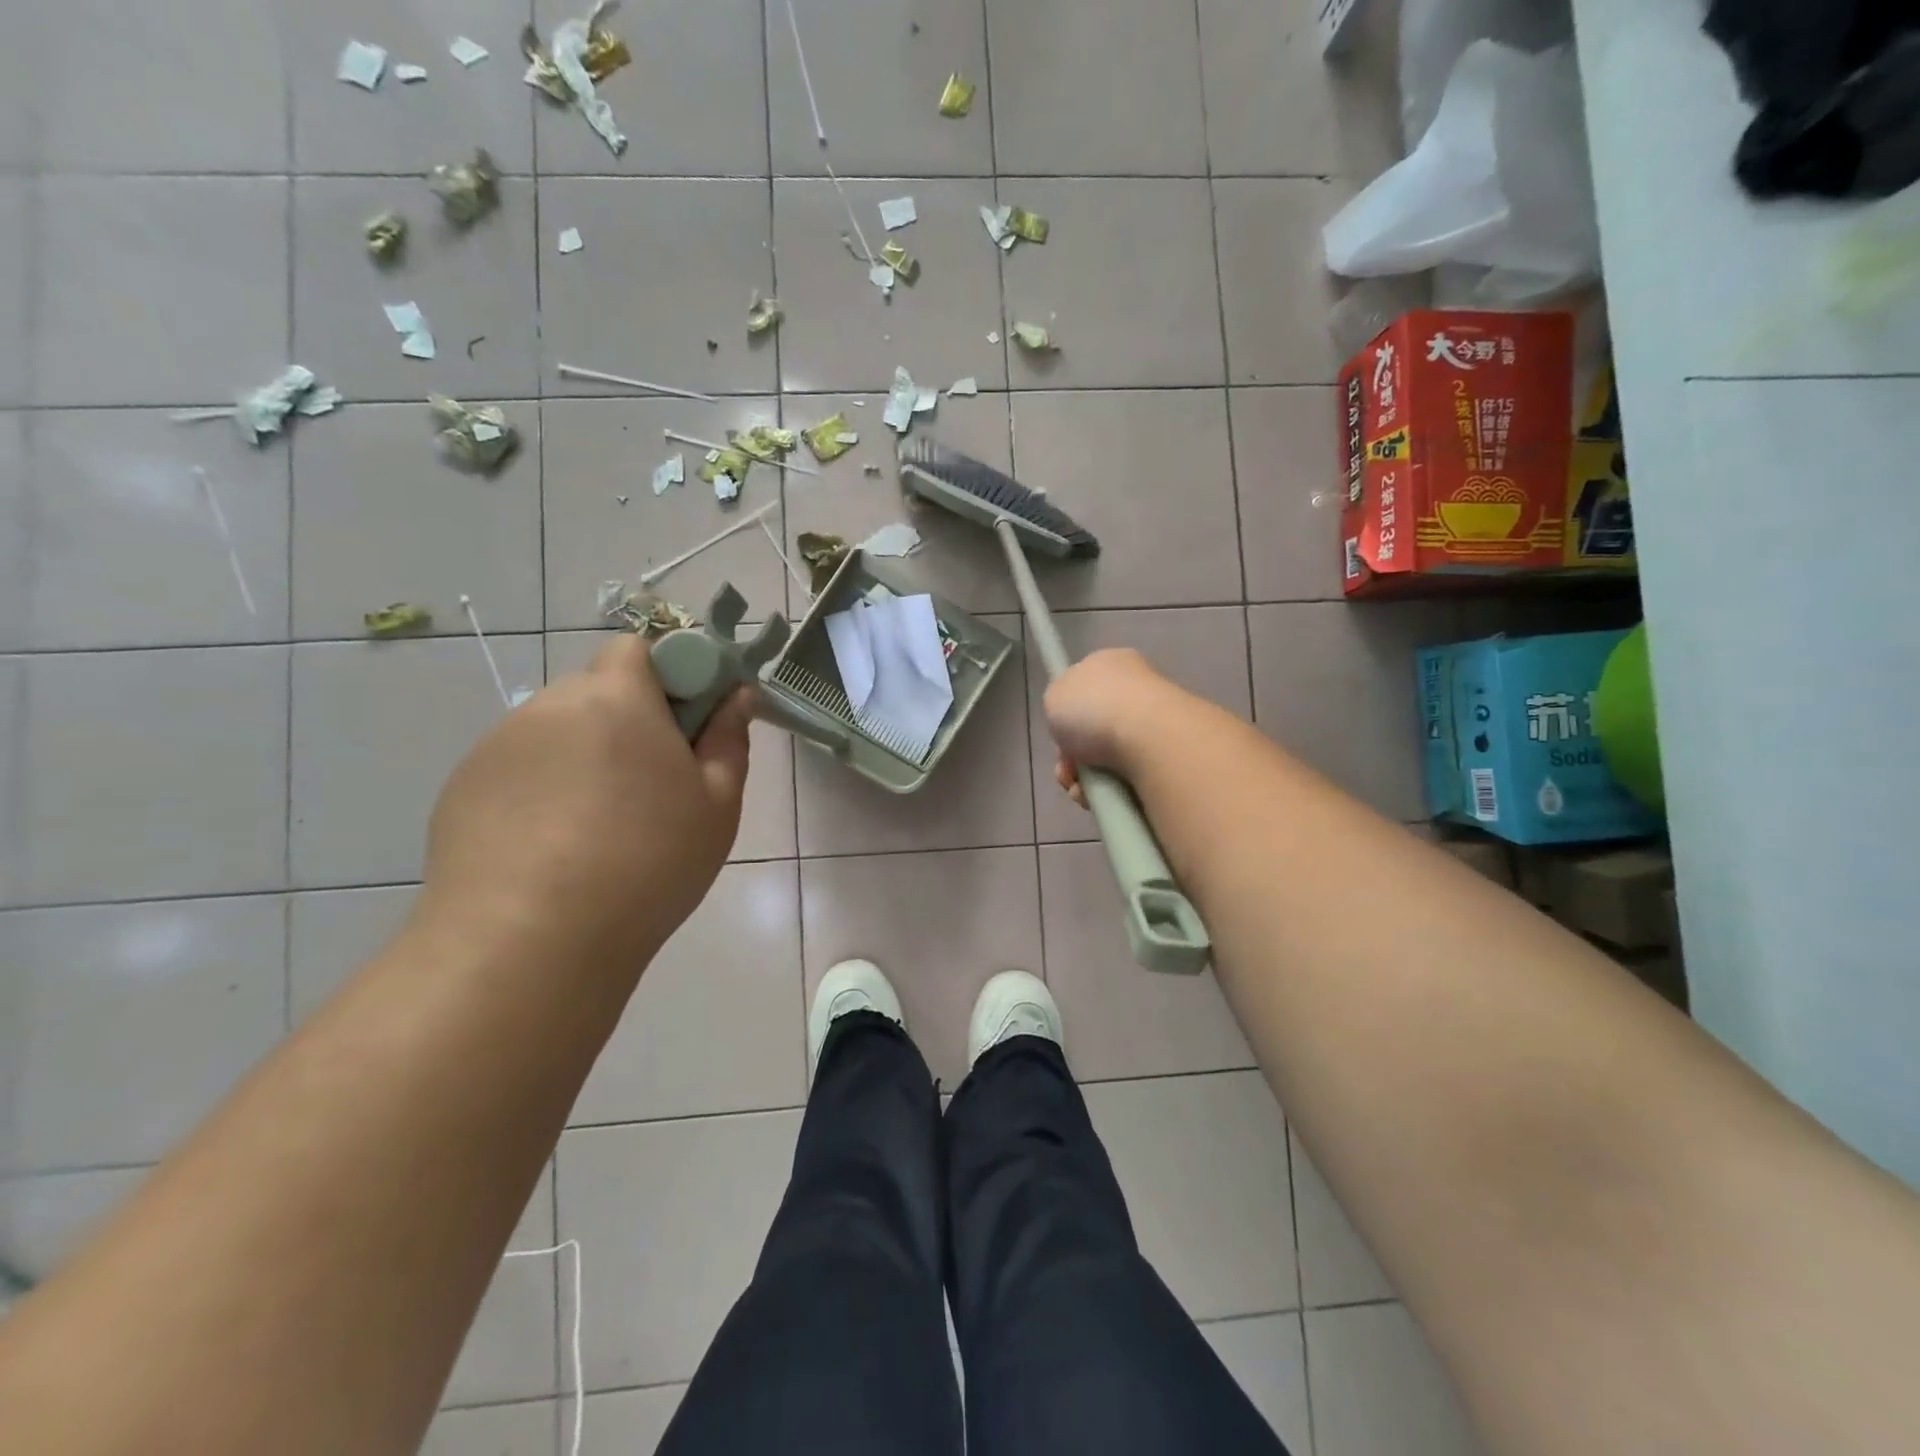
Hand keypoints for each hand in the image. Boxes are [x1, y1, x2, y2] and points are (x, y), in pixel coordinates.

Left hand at [414, 634, 752, 968]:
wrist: (529, 943)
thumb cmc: (647, 863)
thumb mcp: (717, 804)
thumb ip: (730, 739)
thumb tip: (737, 695)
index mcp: (616, 697)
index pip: (641, 648)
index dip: (672, 676)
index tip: (691, 728)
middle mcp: (550, 705)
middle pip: (599, 689)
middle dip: (631, 719)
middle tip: (655, 784)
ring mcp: (498, 746)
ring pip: (559, 730)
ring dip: (586, 755)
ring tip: (600, 827)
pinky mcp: (462, 787)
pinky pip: (520, 768)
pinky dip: (544, 788)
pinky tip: (555, 847)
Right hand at [1043, 648, 1176, 808]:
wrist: (1149, 738)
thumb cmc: (1094, 708)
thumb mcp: (1054, 695)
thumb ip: (1059, 702)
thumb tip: (1073, 717)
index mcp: (1113, 663)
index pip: (1085, 688)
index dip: (1066, 715)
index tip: (1058, 736)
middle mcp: (1138, 688)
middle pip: (1094, 728)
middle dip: (1074, 755)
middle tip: (1066, 770)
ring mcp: (1157, 722)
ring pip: (1109, 757)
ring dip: (1087, 778)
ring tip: (1080, 791)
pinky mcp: (1169, 755)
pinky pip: (1129, 776)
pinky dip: (1110, 790)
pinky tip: (1100, 798)